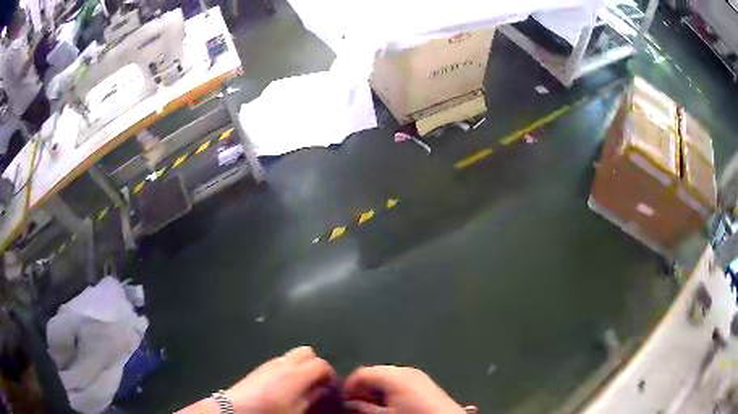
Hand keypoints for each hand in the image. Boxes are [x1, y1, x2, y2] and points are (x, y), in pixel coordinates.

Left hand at [224, 346, 335, 413]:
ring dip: (301, 365)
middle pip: (307, 352)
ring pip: (293, 355)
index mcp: (298, 373)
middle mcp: (285, 363)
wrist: (237, 408)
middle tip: (316, 381)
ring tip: (301, 384)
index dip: (329, 374)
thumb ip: (312, 398)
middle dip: (315, 364)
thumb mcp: (297, 410)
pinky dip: (288, 368)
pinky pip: (281, 361)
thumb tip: (321, 390)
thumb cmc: (271, 411)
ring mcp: (271, 362)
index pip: (321, 364)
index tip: (329, 386)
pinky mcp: (261, 366)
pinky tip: (284, 385)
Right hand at [343, 366, 464, 413]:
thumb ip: (363, 408)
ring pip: (386, 378)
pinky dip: (389, 391)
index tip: (341, 401)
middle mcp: (405, 370)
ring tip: (370, 407)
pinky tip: (388, 405)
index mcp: (393, 375)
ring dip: (375, 391)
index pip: (360, 373)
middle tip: (354, 405)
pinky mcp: (425, 383)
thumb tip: (349, 403)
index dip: (348, 387)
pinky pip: (400, 382)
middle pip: (373, 373)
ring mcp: (417, 375)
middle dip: (362, 388)